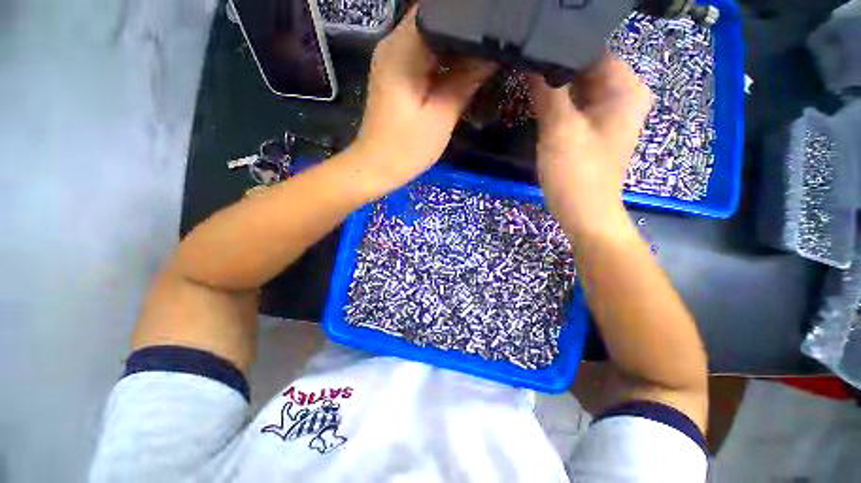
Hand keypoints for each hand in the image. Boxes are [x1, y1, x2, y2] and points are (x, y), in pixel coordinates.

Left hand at [348, 8, 495, 193]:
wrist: (376, 167)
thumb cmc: (406, 148)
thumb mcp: (441, 116)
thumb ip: (466, 81)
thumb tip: (492, 55)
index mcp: (403, 48)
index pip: (438, 10)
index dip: (467, 16)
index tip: (489, 31)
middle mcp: (393, 43)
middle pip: (434, 20)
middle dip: (464, 32)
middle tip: (490, 47)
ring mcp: (391, 59)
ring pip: (430, 37)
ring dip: (455, 46)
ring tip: (481, 57)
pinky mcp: (394, 74)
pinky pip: (423, 54)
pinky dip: (442, 59)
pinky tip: (459, 71)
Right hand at [529, 56, 650, 234]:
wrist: (583, 213)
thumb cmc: (576, 174)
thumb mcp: (560, 130)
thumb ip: (547, 91)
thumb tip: (531, 58)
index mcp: (625, 88)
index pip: (592, 50)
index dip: (560, 48)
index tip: (531, 50)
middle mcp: (621, 94)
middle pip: (584, 68)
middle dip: (554, 67)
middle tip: (523, 65)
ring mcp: (606, 112)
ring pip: (576, 87)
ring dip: (552, 85)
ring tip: (525, 79)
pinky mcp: (592, 127)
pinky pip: (573, 104)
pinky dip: (556, 102)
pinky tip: (535, 100)